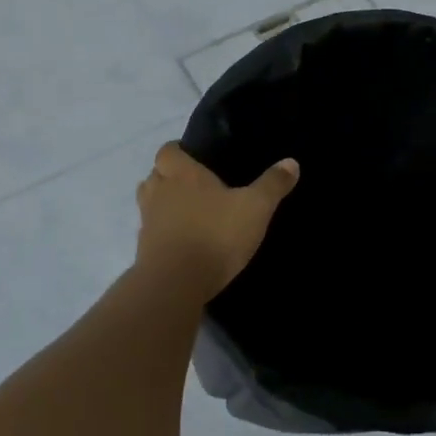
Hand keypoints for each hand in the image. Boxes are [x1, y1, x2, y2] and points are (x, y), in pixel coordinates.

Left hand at [135, 142, 299, 301]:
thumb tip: (292, 162)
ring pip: (149, 203)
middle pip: (154, 175)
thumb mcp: (255, 208)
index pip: (167, 151)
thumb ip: (272, 184)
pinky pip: (151, 232)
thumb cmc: (216, 234)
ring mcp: (148, 222)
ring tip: (188, 211)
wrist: (176, 284)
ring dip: (163, 203)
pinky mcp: (144, 250)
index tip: (193, 156)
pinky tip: (184, 241)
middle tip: (194, 183)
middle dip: (169, 176)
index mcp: (182, 174)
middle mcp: (159, 192)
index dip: (178, 151)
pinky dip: (163, 232)